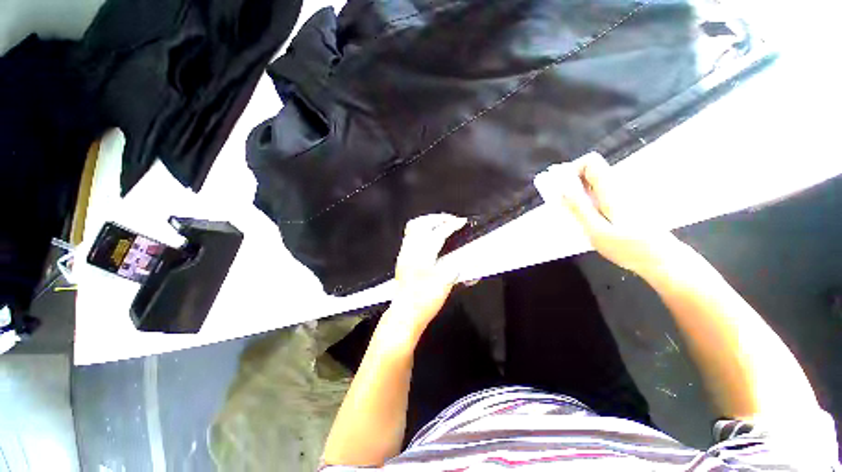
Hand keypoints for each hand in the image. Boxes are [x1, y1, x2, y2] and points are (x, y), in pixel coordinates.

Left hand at [385, 214, 466, 333]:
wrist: (405, 314)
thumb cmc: (424, 301)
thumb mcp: (445, 283)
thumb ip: (455, 265)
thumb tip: (464, 255)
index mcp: (422, 256)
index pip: (438, 233)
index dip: (451, 225)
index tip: (461, 221)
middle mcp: (410, 250)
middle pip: (420, 224)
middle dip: (437, 218)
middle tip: (450, 219)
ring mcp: (404, 253)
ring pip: (413, 228)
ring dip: (428, 222)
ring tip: (441, 224)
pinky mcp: (402, 258)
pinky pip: (411, 235)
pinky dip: (422, 230)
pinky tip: (430, 236)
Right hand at [534, 152, 682, 275]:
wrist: (662, 260)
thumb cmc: (630, 248)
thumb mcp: (597, 231)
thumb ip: (579, 208)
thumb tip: (562, 190)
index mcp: (611, 189)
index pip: (590, 161)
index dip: (571, 169)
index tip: (560, 188)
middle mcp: (618, 186)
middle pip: (590, 170)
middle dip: (570, 182)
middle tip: (561, 203)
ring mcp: (622, 194)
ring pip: (592, 183)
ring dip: (576, 193)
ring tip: (570, 213)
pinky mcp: (623, 204)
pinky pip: (598, 193)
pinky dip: (585, 200)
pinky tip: (584, 218)